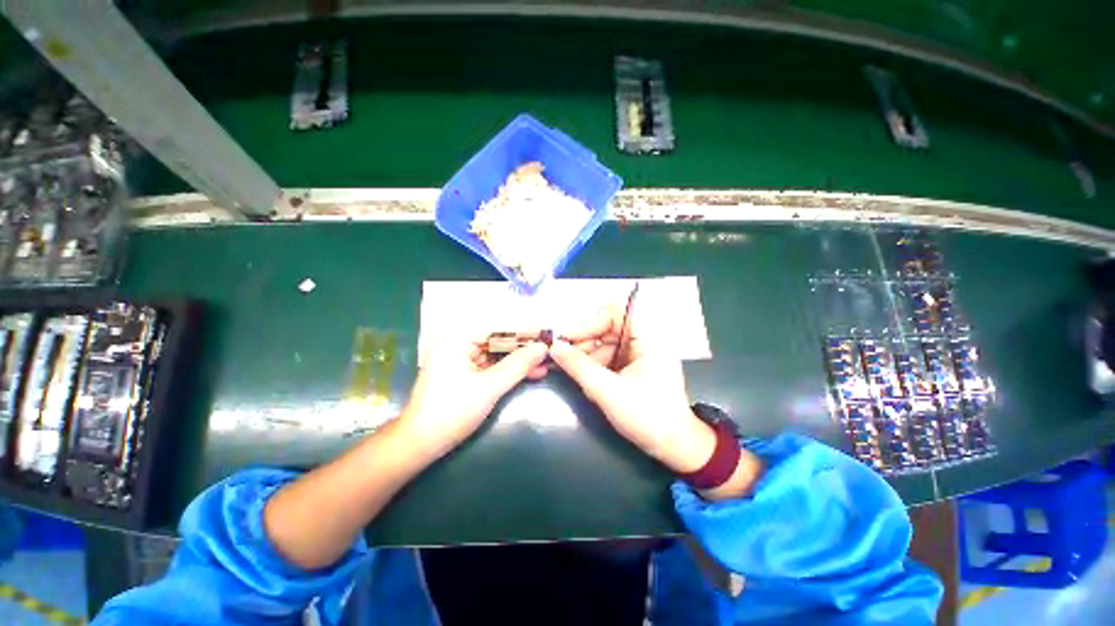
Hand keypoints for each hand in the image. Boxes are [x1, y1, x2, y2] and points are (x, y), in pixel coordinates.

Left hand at [399, 333, 547, 458]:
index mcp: (458, 335)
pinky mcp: (467, 366)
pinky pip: (494, 361)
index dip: (527, 327)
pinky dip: (512, 367)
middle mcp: (459, 337)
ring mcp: (463, 352)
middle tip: (552, 345)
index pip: (500, 324)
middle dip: (527, 343)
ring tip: (548, 360)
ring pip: (500, 348)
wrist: (421, 442)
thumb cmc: (451, 412)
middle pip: (501, 335)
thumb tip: (543, 347)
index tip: (549, 330)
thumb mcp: (489, 388)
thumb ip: (517, 365)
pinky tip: (534, 371)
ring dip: (522, 356)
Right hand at [548, 301, 716, 473]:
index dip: (593, 321)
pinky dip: (596, 366)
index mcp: (649, 339)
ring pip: (606, 344)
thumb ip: (578, 366)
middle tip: (565, 357)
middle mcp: (645, 342)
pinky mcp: (634, 367)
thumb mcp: (607, 391)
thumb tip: (555, 347)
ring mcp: (640, 355)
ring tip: (575, 373)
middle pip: (608, 328)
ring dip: (588, 356)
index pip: (618, 312)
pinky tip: (587, 380)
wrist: (673, 447)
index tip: (572, 338)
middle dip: (586, 342)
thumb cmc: (648, 418)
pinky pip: (610, 358)